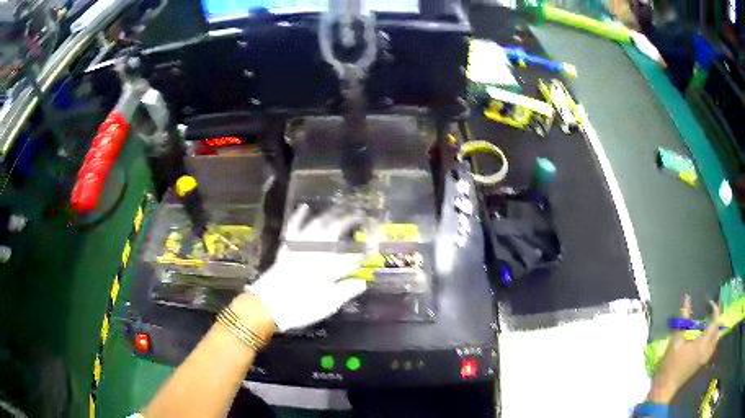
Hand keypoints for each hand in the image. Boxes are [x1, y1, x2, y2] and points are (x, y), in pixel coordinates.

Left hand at [248, 204, 366, 331]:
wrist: (269, 305)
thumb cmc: (300, 308)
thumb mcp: (328, 305)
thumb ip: (346, 291)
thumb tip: (363, 281)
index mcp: (330, 268)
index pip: (352, 256)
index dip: (364, 249)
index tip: (374, 242)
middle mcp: (317, 252)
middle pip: (336, 232)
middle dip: (350, 221)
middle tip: (360, 213)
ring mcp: (301, 247)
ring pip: (318, 225)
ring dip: (330, 215)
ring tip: (340, 207)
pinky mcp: (287, 246)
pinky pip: (293, 227)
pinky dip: (299, 216)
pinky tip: (304, 207)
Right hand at [648, 296, 721, 403]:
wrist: (664, 389)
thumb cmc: (669, 365)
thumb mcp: (675, 341)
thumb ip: (683, 320)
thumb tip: (687, 298)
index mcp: (702, 344)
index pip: (715, 322)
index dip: (714, 310)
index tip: (709, 304)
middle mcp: (706, 350)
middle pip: (717, 331)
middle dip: (716, 319)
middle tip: (710, 312)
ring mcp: (704, 359)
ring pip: (716, 340)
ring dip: (715, 330)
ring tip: (709, 324)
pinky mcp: (701, 364)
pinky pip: (712, 348)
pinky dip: (712, 339)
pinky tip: (706, 339)